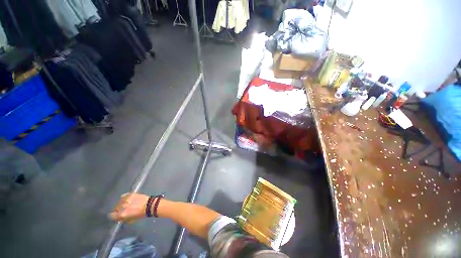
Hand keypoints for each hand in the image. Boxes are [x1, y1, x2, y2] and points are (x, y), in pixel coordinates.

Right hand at [109, 193, 148, 222]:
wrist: (150, 205)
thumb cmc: (141, 214)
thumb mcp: (130, 220)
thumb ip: (123, 219)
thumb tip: (119, 218)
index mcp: (121, 214)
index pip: (111, 215)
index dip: (115, 215)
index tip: (118, 215)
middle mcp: (121, 207)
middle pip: (115, 208)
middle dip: (119, 209)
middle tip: (124, 209)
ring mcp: (126, 199)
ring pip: (119, 202)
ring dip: (122, 203)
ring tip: (128, 203)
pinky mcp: (130, 194)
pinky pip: (124, 196)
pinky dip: (125, 197)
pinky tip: (129, 199)